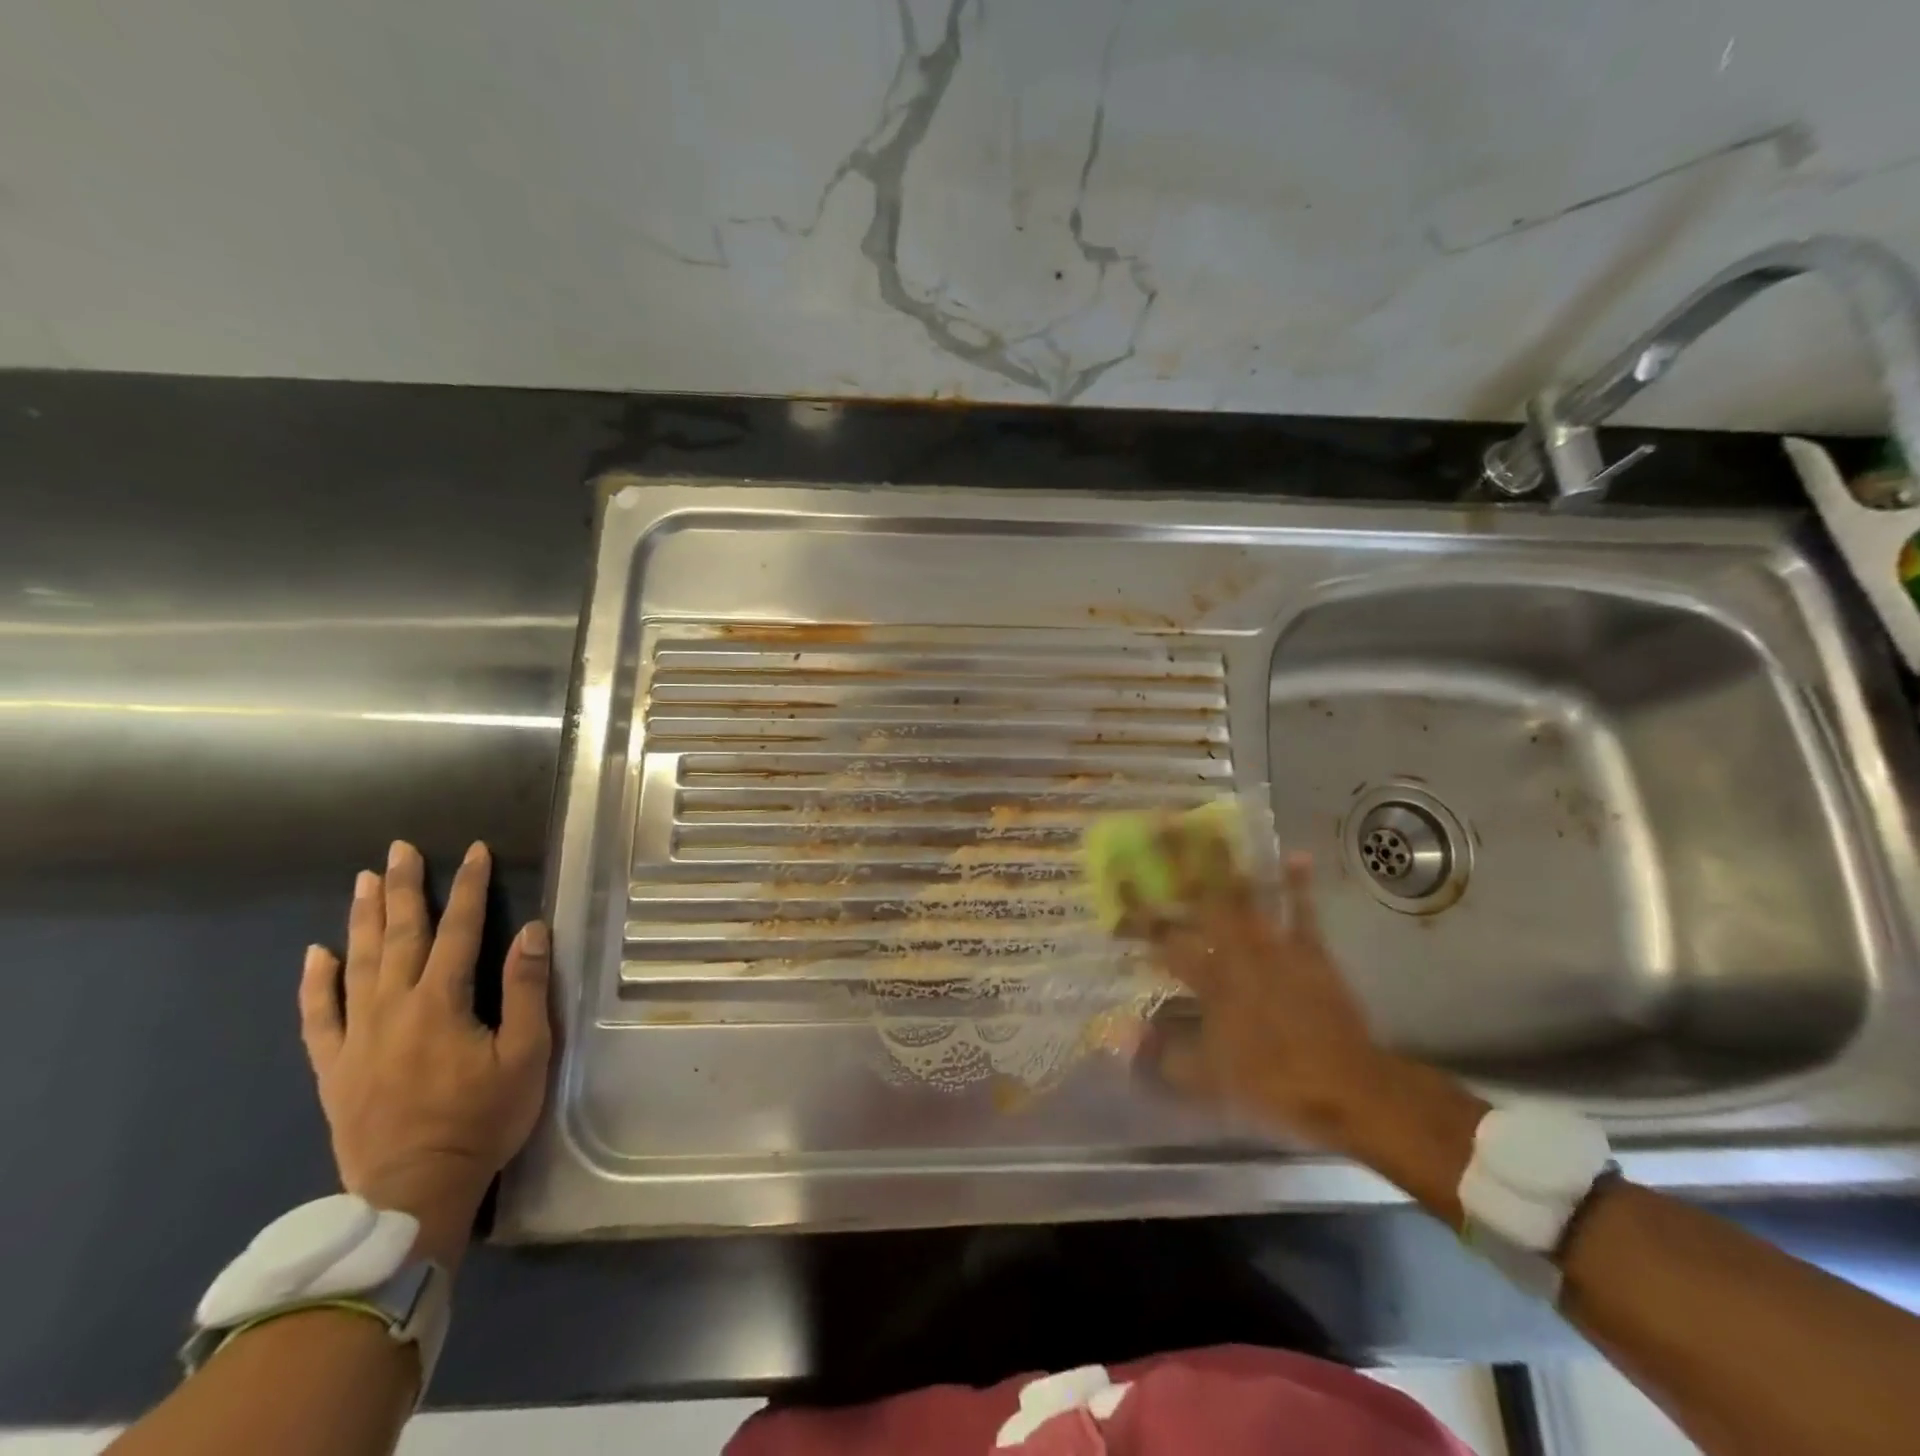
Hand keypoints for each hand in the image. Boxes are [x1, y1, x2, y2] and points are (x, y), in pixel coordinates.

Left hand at [298, 840, 551, 1265]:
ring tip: (364, 881)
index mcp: (441, 1003)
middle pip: (399, 937)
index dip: (468, 887)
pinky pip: (318, 1017)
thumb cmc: (483, 1119)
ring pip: (358, 965)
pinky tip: (315, 954)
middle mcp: (393, 1009)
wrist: (415, 1191)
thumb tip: (531, 930)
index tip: (473, 851)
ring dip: (364, 919)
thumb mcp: (526, 1054)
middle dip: (404, 889)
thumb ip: (526, 989)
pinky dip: (315, 983)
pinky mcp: (335, 1067)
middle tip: (400, 849)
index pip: (458, 931)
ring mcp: (357, 1037)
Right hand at [1129, 838, 1387, 1143]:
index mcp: (1208, 979)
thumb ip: (1159, 1054)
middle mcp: (1236, 951)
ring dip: (1227, 859)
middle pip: (1201, 898)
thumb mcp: (1206, 1078)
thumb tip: (1118, 1032)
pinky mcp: (1310, 950)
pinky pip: (1302, 911)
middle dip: (1177, 860)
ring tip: (1211, 824)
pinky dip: (1298, 883)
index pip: (1161, 935)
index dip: (1137, 904)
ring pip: (1245, 894)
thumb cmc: (1271, 1079)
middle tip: (1161, 823)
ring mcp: (1275, 946)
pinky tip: (1296, 854)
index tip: (1118, 873)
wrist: (1346, 1085)